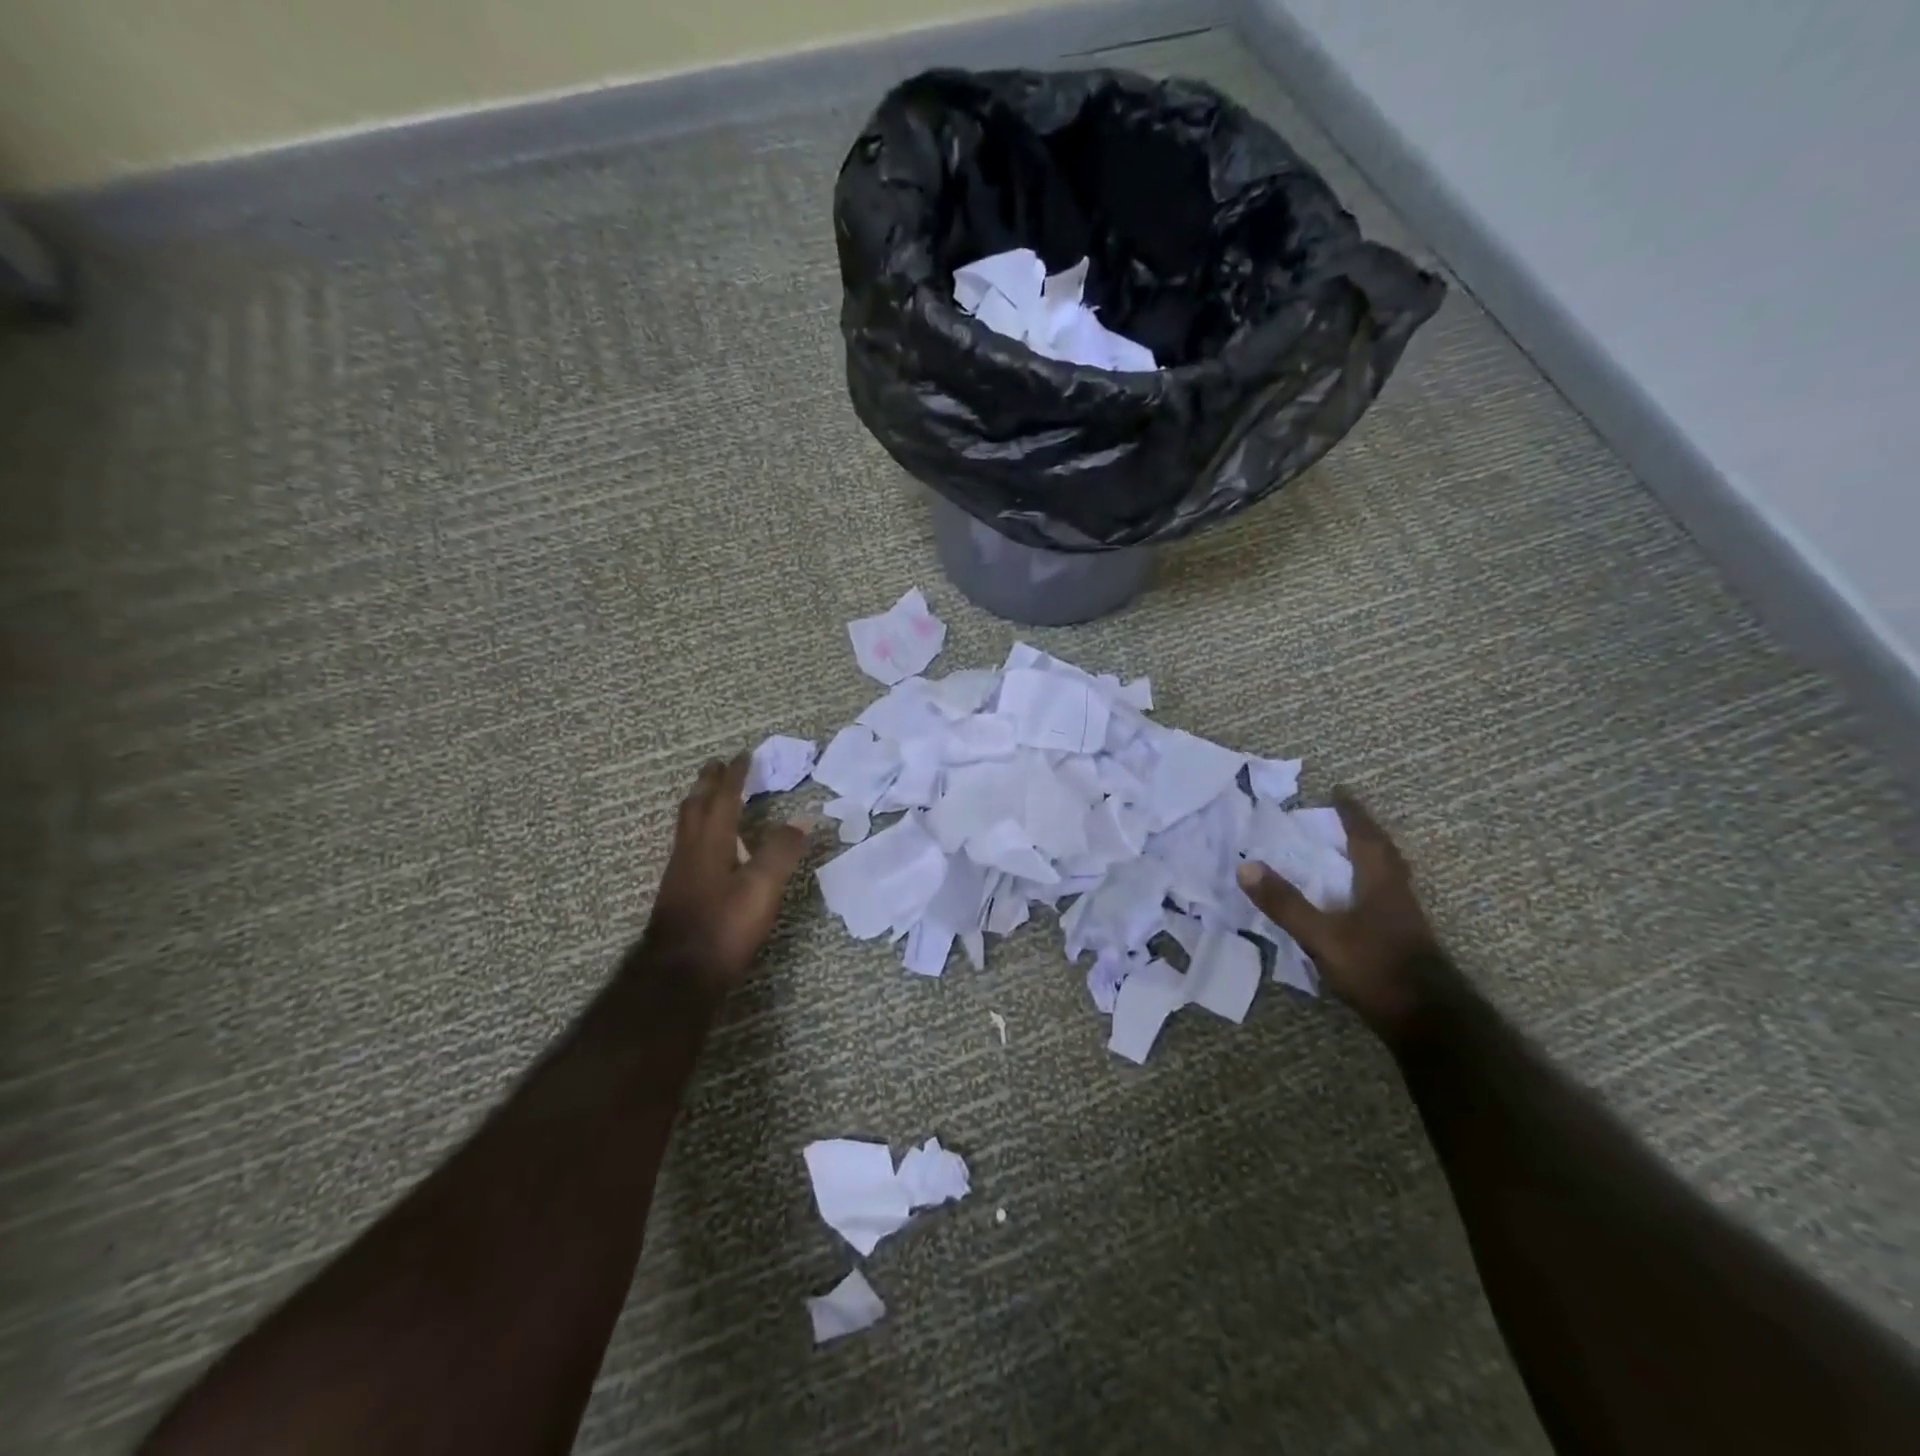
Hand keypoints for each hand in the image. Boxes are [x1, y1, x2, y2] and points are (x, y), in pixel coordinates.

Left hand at [640, 755, 809, 993]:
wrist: (679, 973)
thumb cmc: (723, 926)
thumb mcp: (762, 887)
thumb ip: (781, 850)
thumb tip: (804, 818)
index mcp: (712, 842)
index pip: (723, 798)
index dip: (735, 776)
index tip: (743, 755)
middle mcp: (691, 849)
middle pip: (696, 805)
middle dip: (709, 783)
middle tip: (718, 766)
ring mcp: (681, 871)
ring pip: (687, 825)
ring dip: (700, 803)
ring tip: (709, 795)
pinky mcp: (679, 891)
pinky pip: (688, 843)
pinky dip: (699, 828)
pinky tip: (707, 845)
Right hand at [1236, 791, 1444, 1041]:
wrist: (1428, 1022)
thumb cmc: (1376, 969)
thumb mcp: (1321, 935)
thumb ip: (1285, 903)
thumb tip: (1246, 866)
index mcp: (1380, 884)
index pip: (1366, 838)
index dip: (1353, 814)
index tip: (1340, 792)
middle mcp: (1397, 896)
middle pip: (1384, 854)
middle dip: (1364, 833)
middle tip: (1344, 818)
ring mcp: (1405, 921)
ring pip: (1388, 877)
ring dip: (1370, 858)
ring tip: (1348, 852)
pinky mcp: (1405, 943)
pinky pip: (1384, 899)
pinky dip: (1368, 887)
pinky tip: (1354, 901)